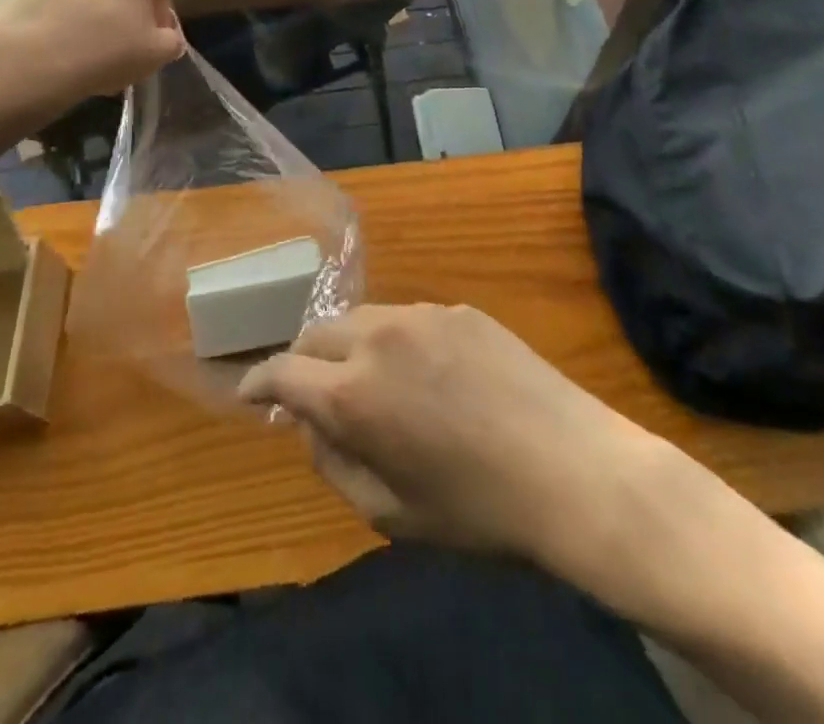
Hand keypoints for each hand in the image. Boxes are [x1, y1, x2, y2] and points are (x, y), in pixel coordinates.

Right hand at [241, 304, 663, 561]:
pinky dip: (396, 342)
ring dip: (349, 347)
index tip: (249, 393)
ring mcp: (422, 314)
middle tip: (311, 391)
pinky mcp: (459, 309)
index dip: (257, 381)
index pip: (282, 371)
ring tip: (370, 381)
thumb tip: (312, 424)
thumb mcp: (391, 513)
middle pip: (316, 332)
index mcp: (353, 391)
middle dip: (302, 360)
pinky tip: (427, 375)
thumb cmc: (478, 510)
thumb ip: (335, 463)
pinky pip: (409, 320)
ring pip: (362, 319)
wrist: (574, 469)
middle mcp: (378, 336)